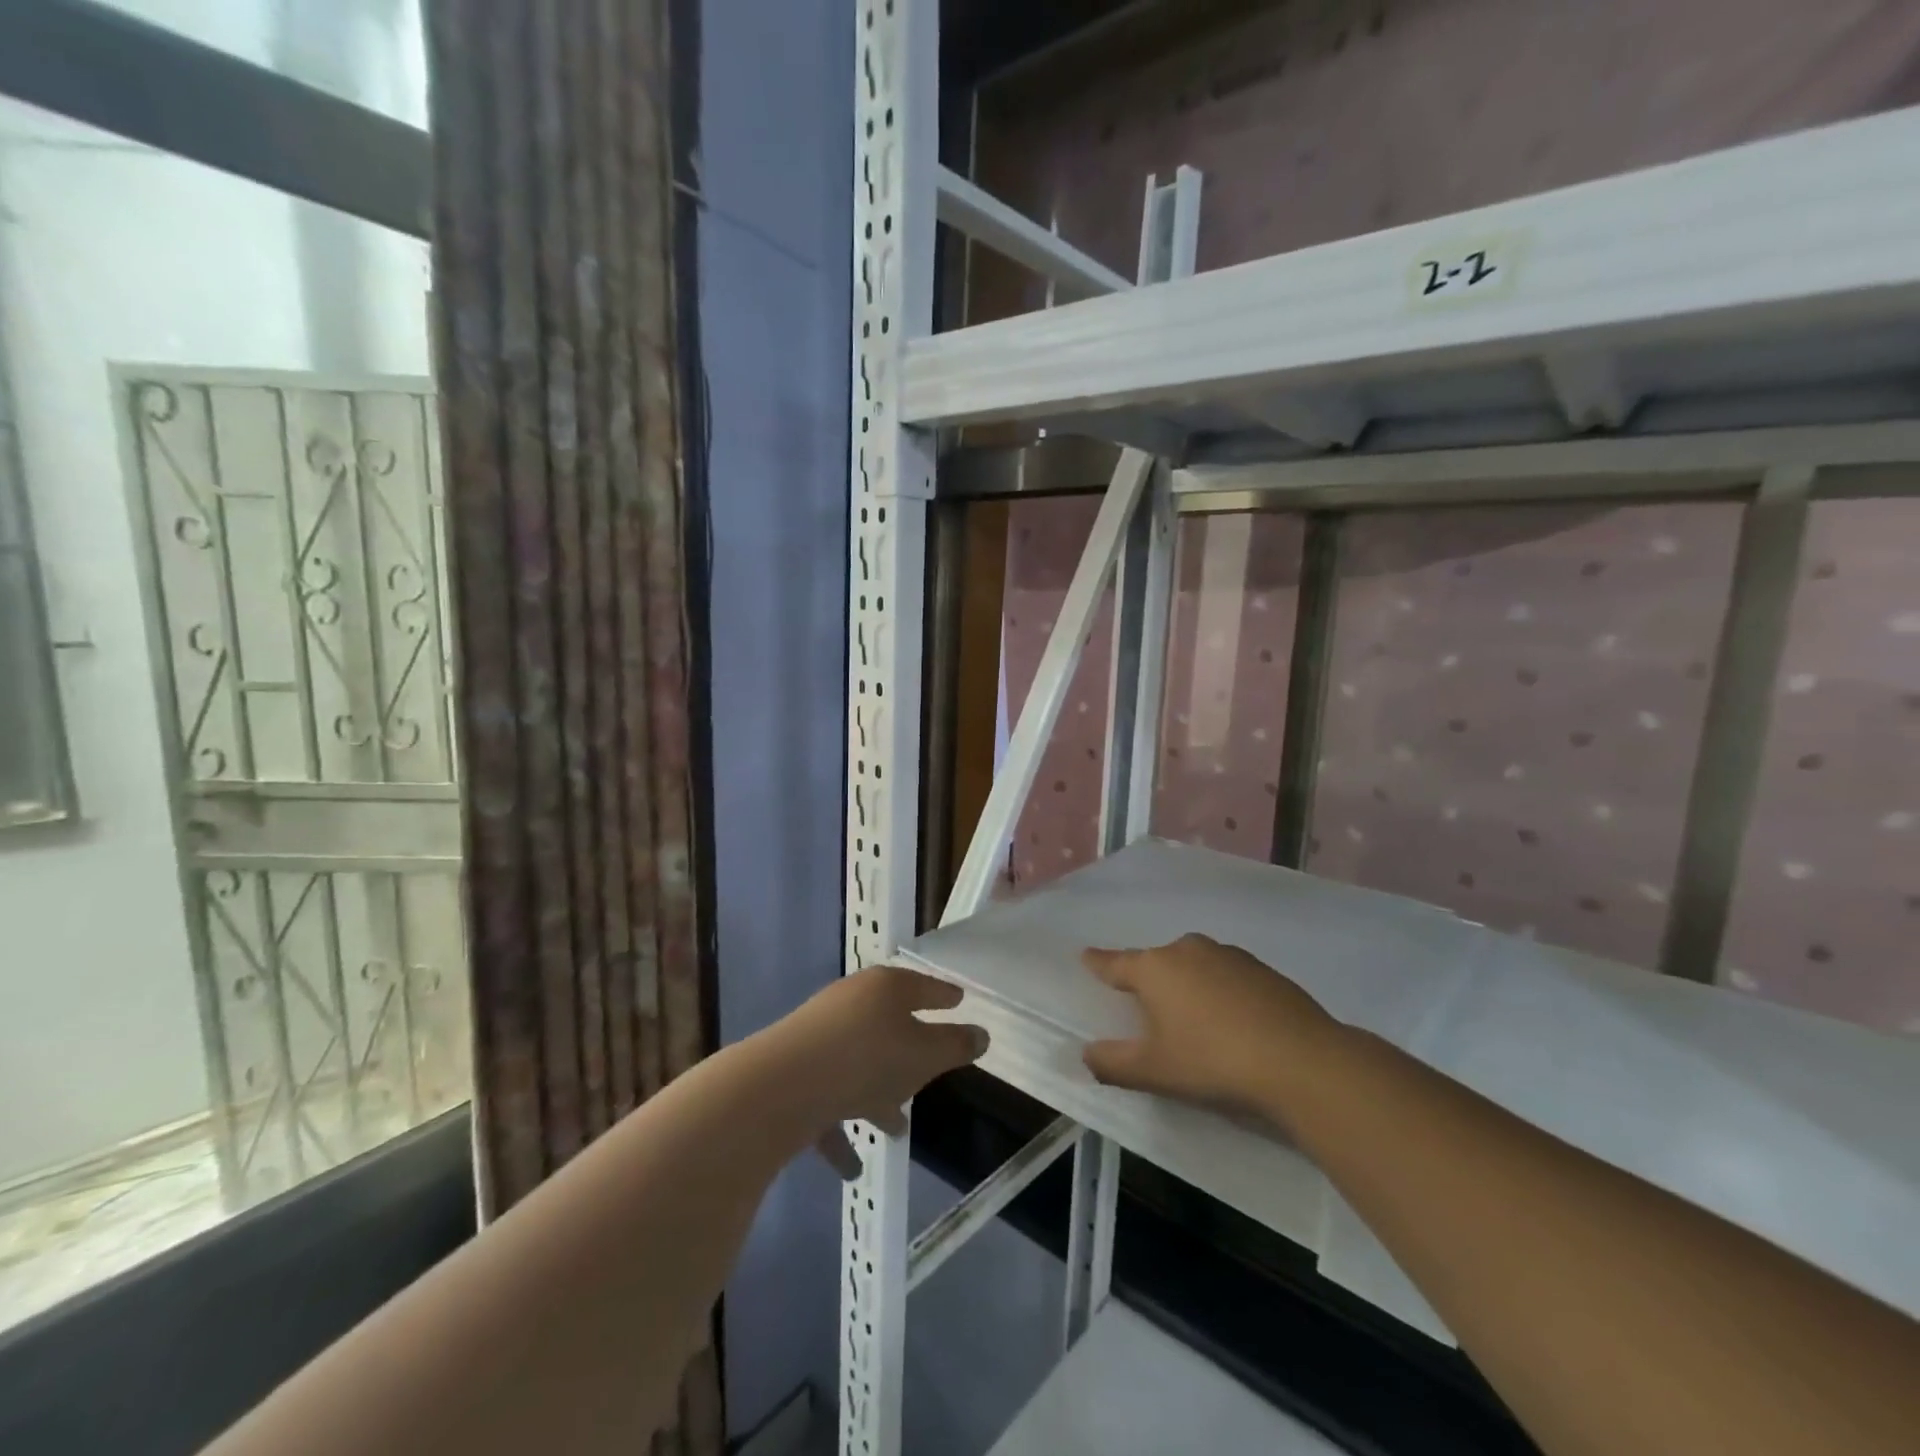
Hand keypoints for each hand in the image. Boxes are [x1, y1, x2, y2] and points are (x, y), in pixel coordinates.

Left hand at [775, 966, 987, 1177]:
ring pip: (858, 1063)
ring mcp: (818, 1036)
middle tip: (928, 1071)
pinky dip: (841, 1128)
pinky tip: (852, 1167)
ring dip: (876, 1093)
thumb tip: (981, 1035)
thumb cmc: (866, 1060)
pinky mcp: (793, 1070)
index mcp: (884, 989)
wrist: (779, 1087)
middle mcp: (850, 1004)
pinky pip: (827, 1098)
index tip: (958, 1000)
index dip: (943, 995)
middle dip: (909, 1051)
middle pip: (888, 1023)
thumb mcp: (924, 1055)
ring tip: (896, 1127)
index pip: (922, 986)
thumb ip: (955, 1046)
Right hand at [1081, 934, 1339, 1128]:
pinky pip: (1226, 976)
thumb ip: (1113, 1063)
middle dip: (1149, 981)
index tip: (1085, 957)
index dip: (1097, 963)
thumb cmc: (1212, 1062)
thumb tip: (1087, 1054)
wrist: (1301, 1061)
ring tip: (1194, 1021)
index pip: (1114, 963)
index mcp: (1155, 969)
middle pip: (1157, 963)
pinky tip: (1233, 1022)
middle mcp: (1187, 950)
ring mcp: (1228, 955)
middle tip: (1148, 1009)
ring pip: (1194, 966)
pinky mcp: (1262, 969)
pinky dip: (1220, 991)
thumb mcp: (1154, 1072)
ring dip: (1187, 985)